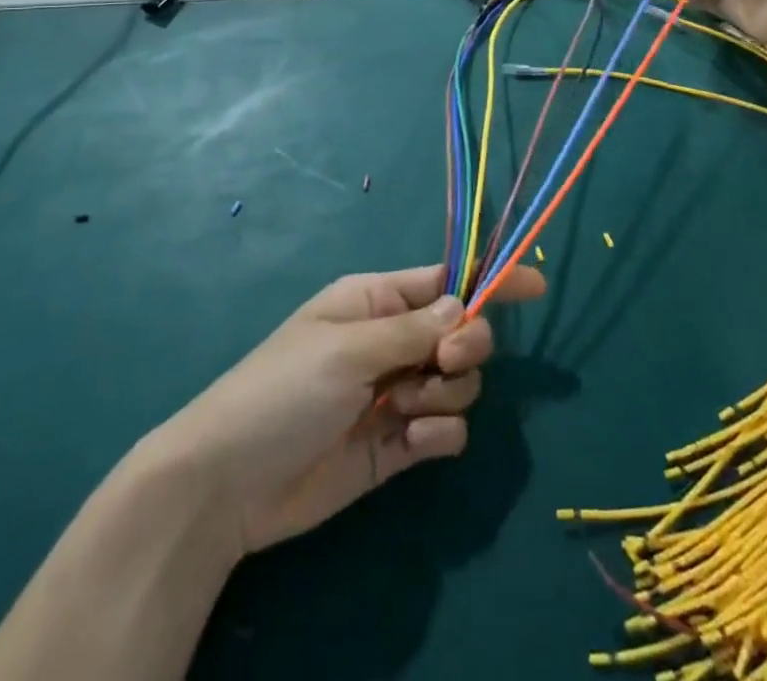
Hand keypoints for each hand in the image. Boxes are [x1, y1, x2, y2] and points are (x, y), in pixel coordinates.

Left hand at [150, 264, 545, 556]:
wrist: (231, 484)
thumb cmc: (283, 390)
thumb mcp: (347, 348)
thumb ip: (413, 329)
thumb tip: (465, 307)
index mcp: (376, 300)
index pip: (445, 282)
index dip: (489, 282)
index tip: (535, 285)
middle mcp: (392, 341)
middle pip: (463, 331)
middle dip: (466, 345)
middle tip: (440, 361)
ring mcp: (397, 393)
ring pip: (461, 381)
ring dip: (446, 392)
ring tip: (403, 409)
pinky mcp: (399, 444)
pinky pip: (447, 429)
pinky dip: (440, 432)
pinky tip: (409, 439)